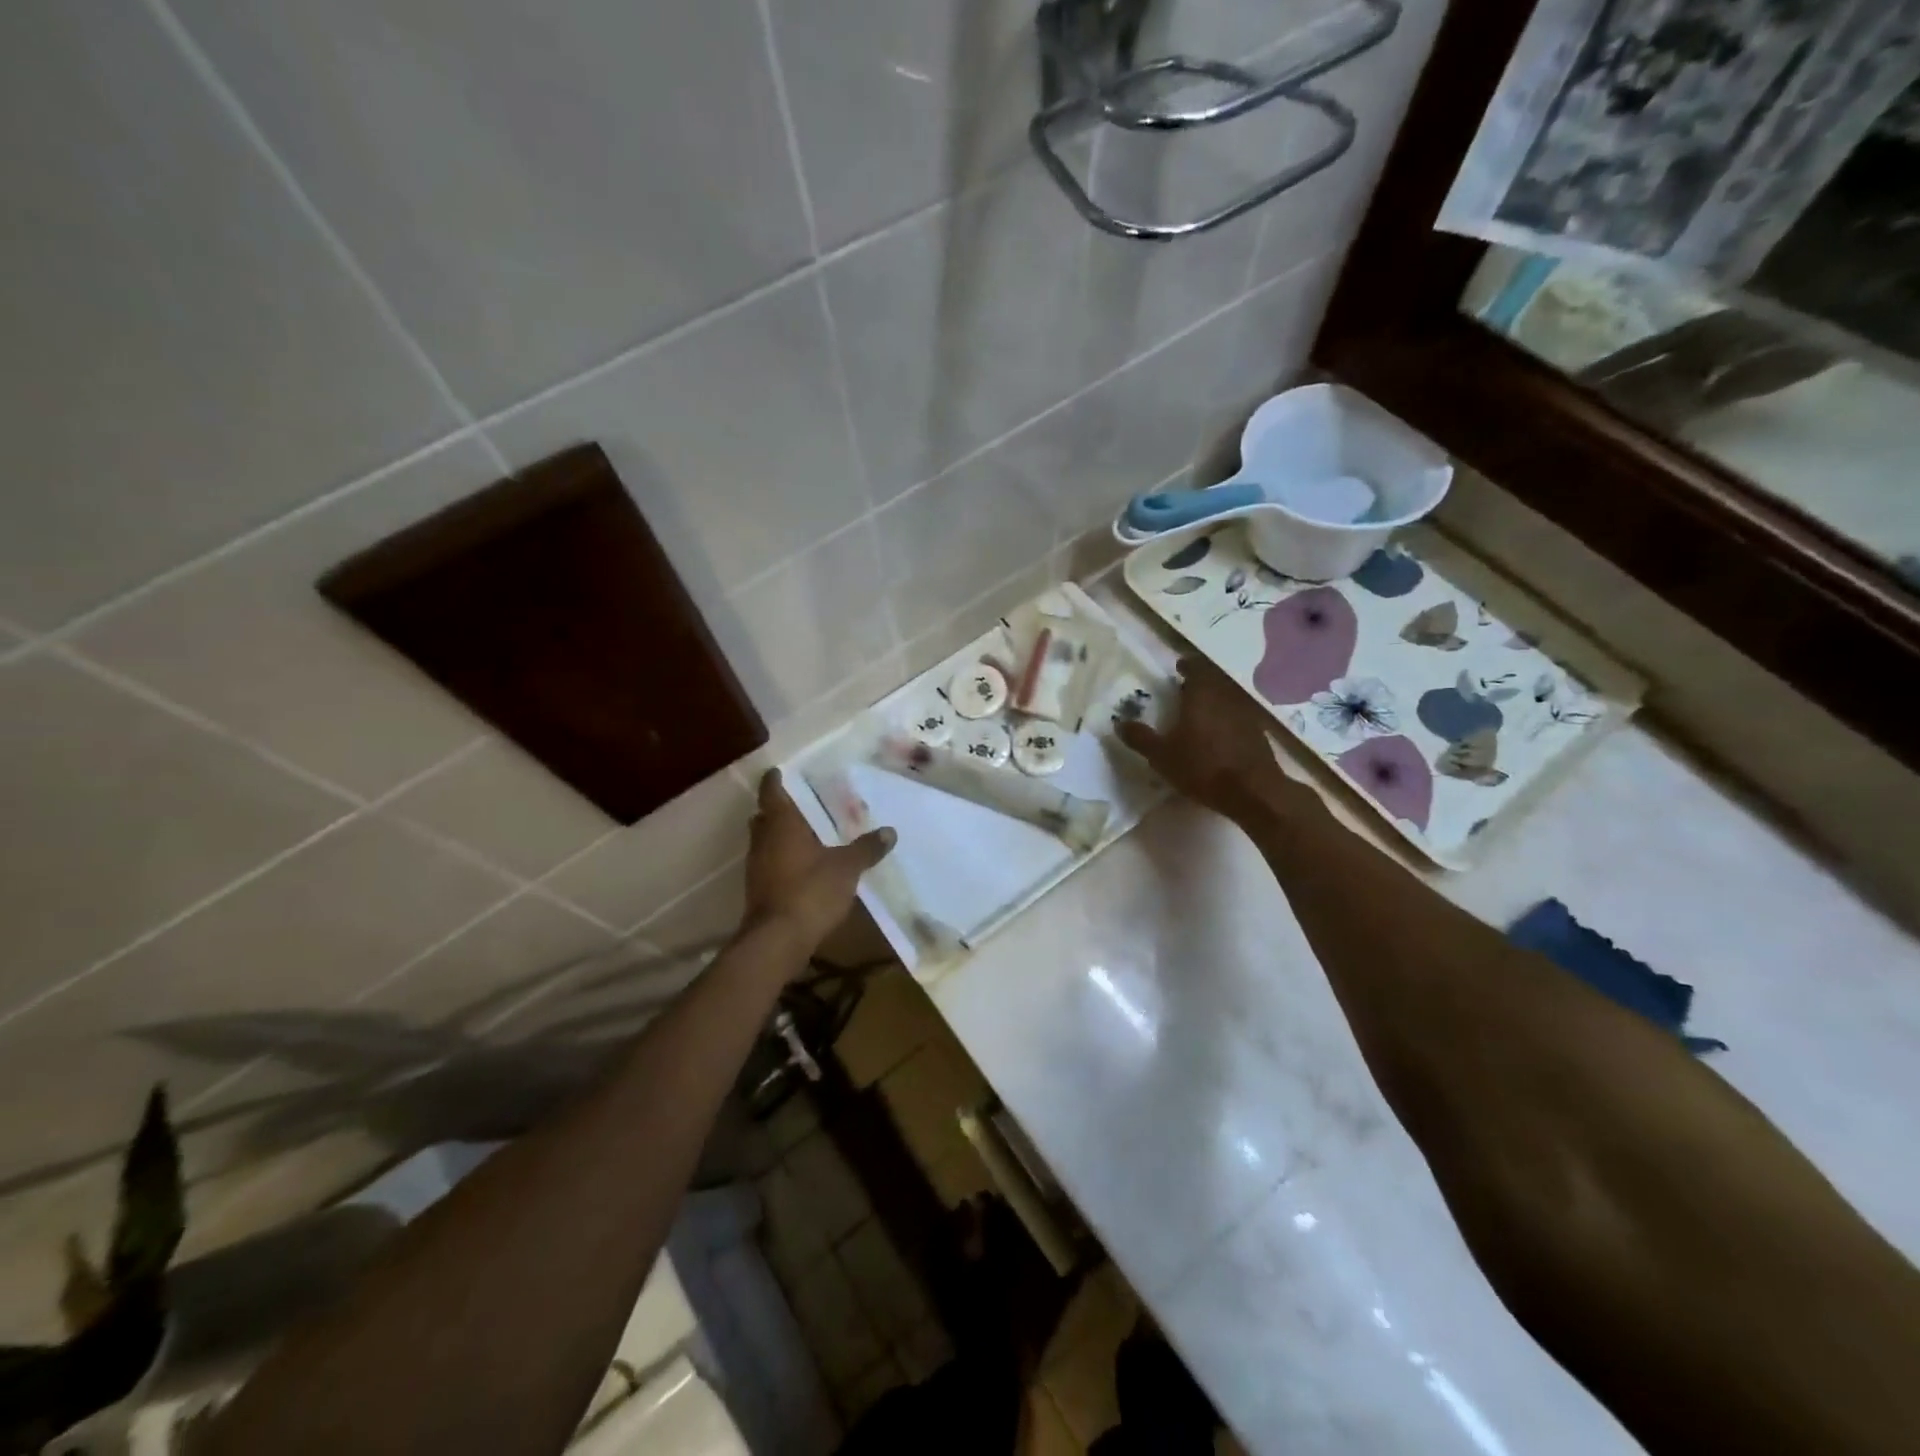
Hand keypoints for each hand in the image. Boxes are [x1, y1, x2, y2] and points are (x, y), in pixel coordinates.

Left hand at [741, 769, 895, 951]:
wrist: (777, 940)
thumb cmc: (810, 891)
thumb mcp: (846, 868)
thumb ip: (866, 848)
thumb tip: (890, 831)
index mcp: (781, 823)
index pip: (772, 790)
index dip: (776, 779)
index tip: (783, 771)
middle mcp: (763, 839)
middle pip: (765, 815)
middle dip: (781, 808)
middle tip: (806, 804)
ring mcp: (757, 865)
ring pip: (766, 840)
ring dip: (781, 835)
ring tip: (810, 833)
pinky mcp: (759, 888)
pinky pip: (770, 862)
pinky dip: (783, 858)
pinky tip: (805, 865)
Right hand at [1117, 657, 1293, 820]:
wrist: (1253, 792)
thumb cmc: (1202, 767)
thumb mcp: (1161, 756)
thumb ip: (1140, 738)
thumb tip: (1120, 723)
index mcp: (1202, 695)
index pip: (1196, 667)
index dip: (1187, 666)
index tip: (1178, 668)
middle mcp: (1226, 697)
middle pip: (1214, 680)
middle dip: (1200, 683)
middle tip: (1185, 690)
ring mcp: (1246, 714)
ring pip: (1227, 697)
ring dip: (1215, 700)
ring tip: (1200, 712)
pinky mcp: (1258, 733)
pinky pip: (1239, 716)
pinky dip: (1227, 718)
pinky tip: (1220, 734)